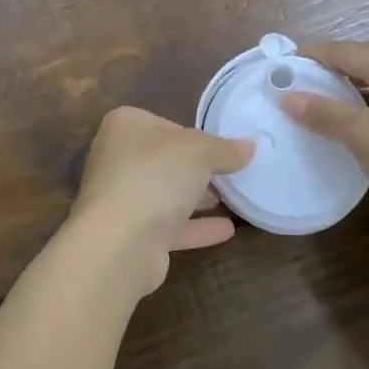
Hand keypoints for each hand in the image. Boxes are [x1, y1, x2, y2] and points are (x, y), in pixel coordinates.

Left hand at [66, 106, 253, 297]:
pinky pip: (170, 226)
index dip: (195, 135)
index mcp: (125, 126)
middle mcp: (118, 159)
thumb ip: (225, 148)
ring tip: (234, 199)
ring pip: (167, 194)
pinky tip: (227, 230)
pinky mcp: (132, 235)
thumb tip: (250, 145)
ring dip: (197, 198)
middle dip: (197, 169)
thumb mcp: (200, 151)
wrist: (119, 243)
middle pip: (166, 160)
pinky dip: (196, 227)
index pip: (166, 124)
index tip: (222, 148)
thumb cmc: (155, 176)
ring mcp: (122, 199)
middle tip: (232, 174)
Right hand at [279, 39, 368, 232]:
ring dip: (347, 89)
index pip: (337, 49)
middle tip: (295, 89)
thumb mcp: (362, 136)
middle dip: (326, 70)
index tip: (276, 73)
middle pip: (358, 58)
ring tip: (319, 108)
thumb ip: (323, 113)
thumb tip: (286, 95)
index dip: (306, 59)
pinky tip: (355, 127)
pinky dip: (366, 104)